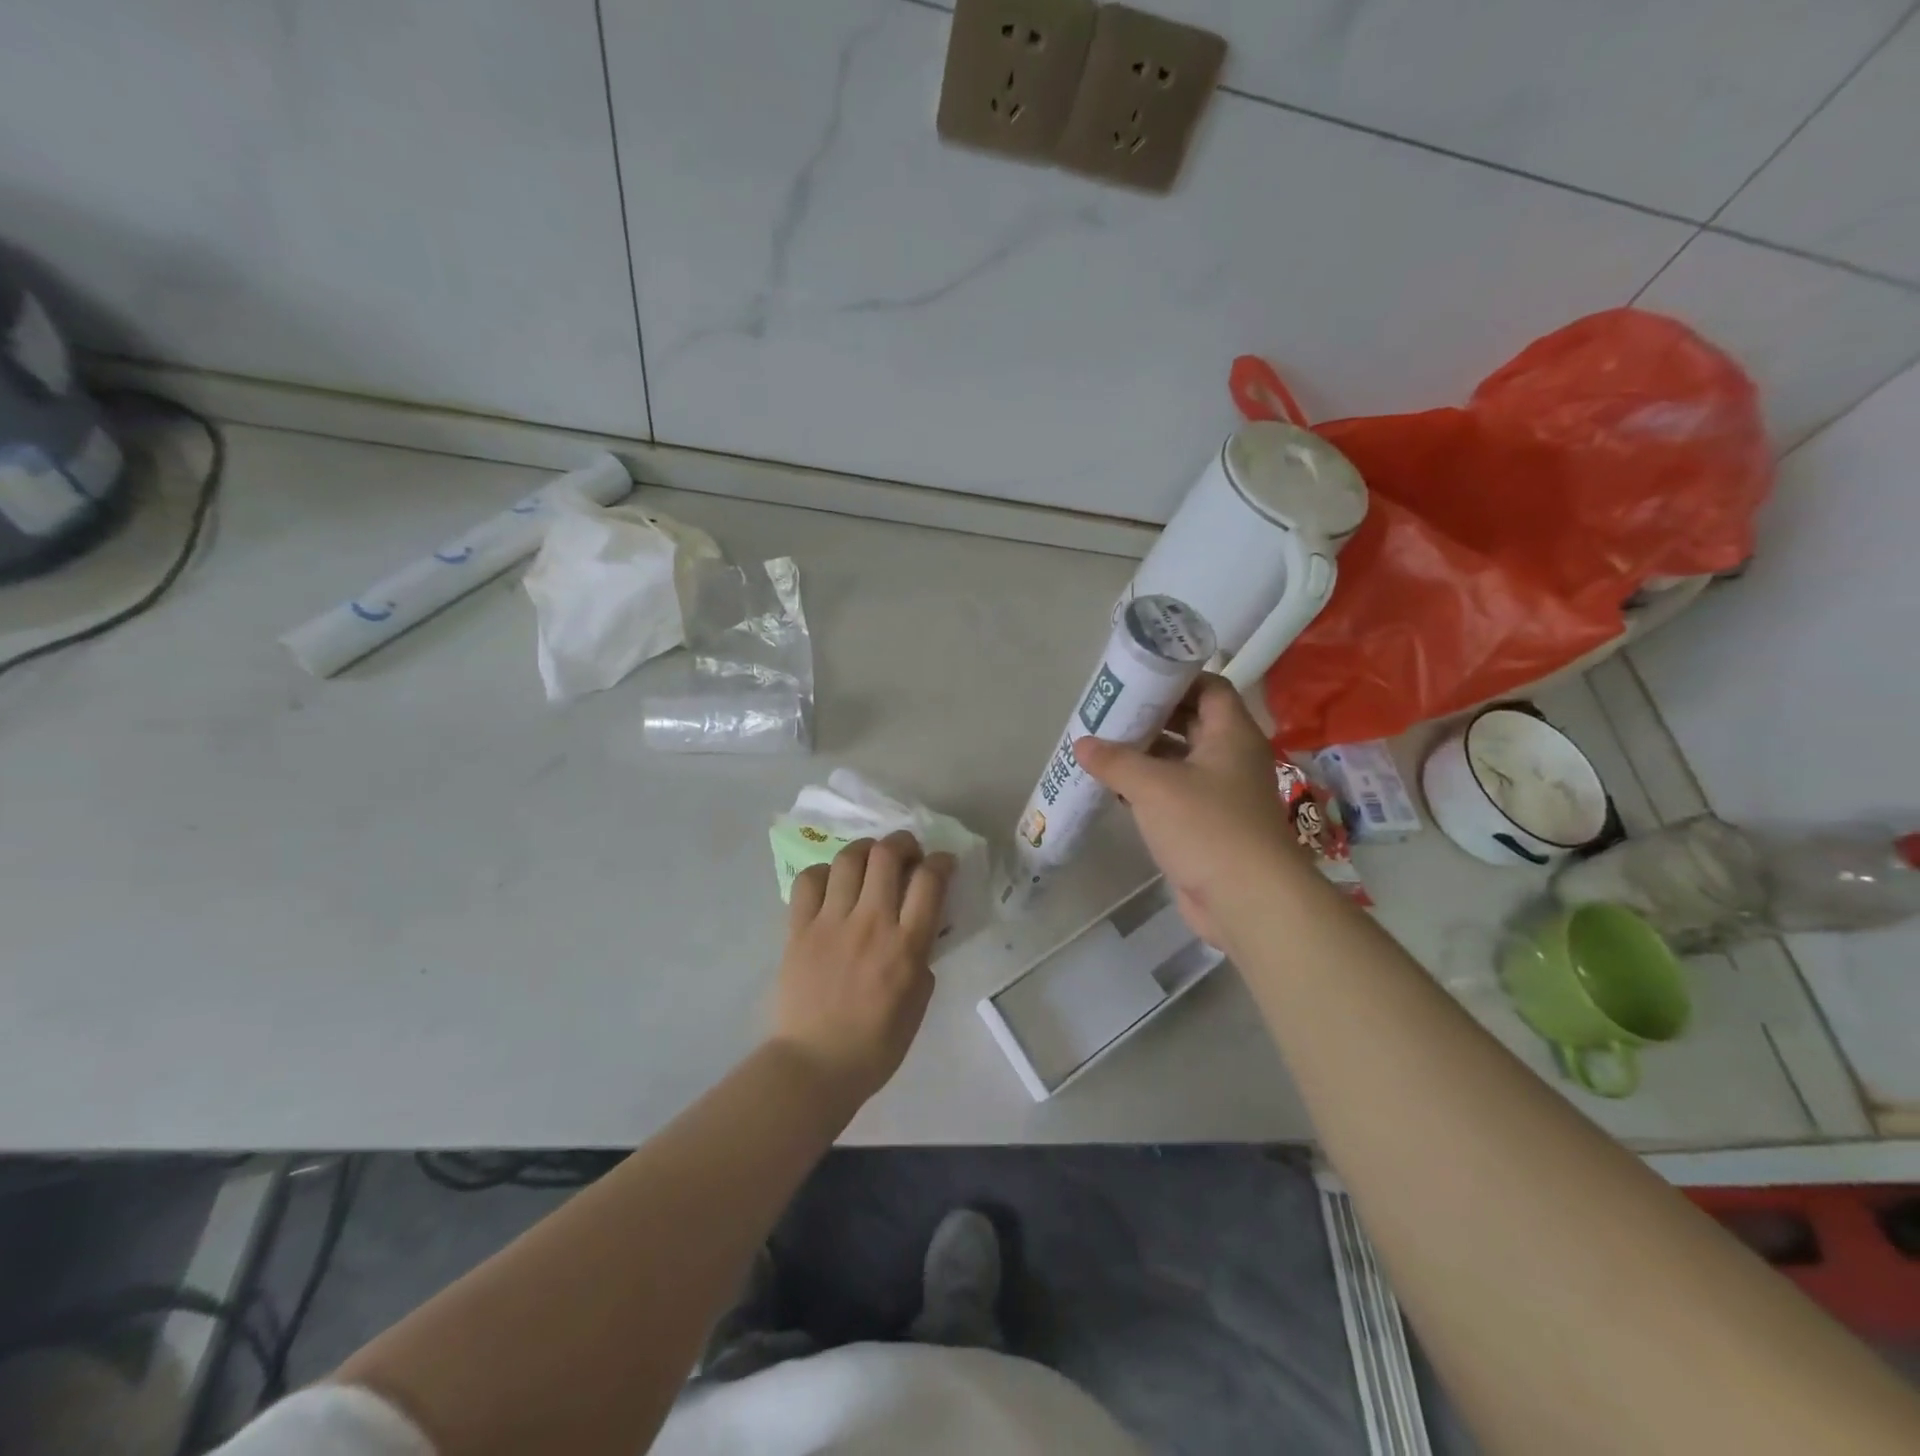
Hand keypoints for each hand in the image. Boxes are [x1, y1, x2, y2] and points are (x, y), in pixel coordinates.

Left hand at [771, 830, 954, 1109]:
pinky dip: (825, 872)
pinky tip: (832, 883)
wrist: (815, 1066)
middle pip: (887, 856)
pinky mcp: (798, 928)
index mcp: (906, 946)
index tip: (943, 863)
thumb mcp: (918, 1002)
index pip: (930, 881)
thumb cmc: (876, 1044)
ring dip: (865, 849)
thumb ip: (921, 956)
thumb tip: (918, 927)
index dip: (941, 862)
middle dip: (903, 843)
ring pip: (849, 859)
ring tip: (870, 860)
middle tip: (907, 853)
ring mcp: (831, 922)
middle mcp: (870, 923)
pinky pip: (809, 880)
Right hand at [1075, 674, 1298, 947]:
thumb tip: (1082, 744)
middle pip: (1191, 722)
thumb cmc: (1207, 827)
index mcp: (1231, 735)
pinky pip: (1175, 794)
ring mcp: (1222, 794)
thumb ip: (1115, 761)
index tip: (1136, 680)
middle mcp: (1231, 758)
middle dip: (1152, 716)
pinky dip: (1148, 787)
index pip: (1209, 687)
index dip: (1176, 679)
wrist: (1248, 901)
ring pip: (1180, 760)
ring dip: (1146, 754)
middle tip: (1110, 713)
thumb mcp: (1153, 786)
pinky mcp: (1209, 825)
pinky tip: (1116, 789)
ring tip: (1103, 747)